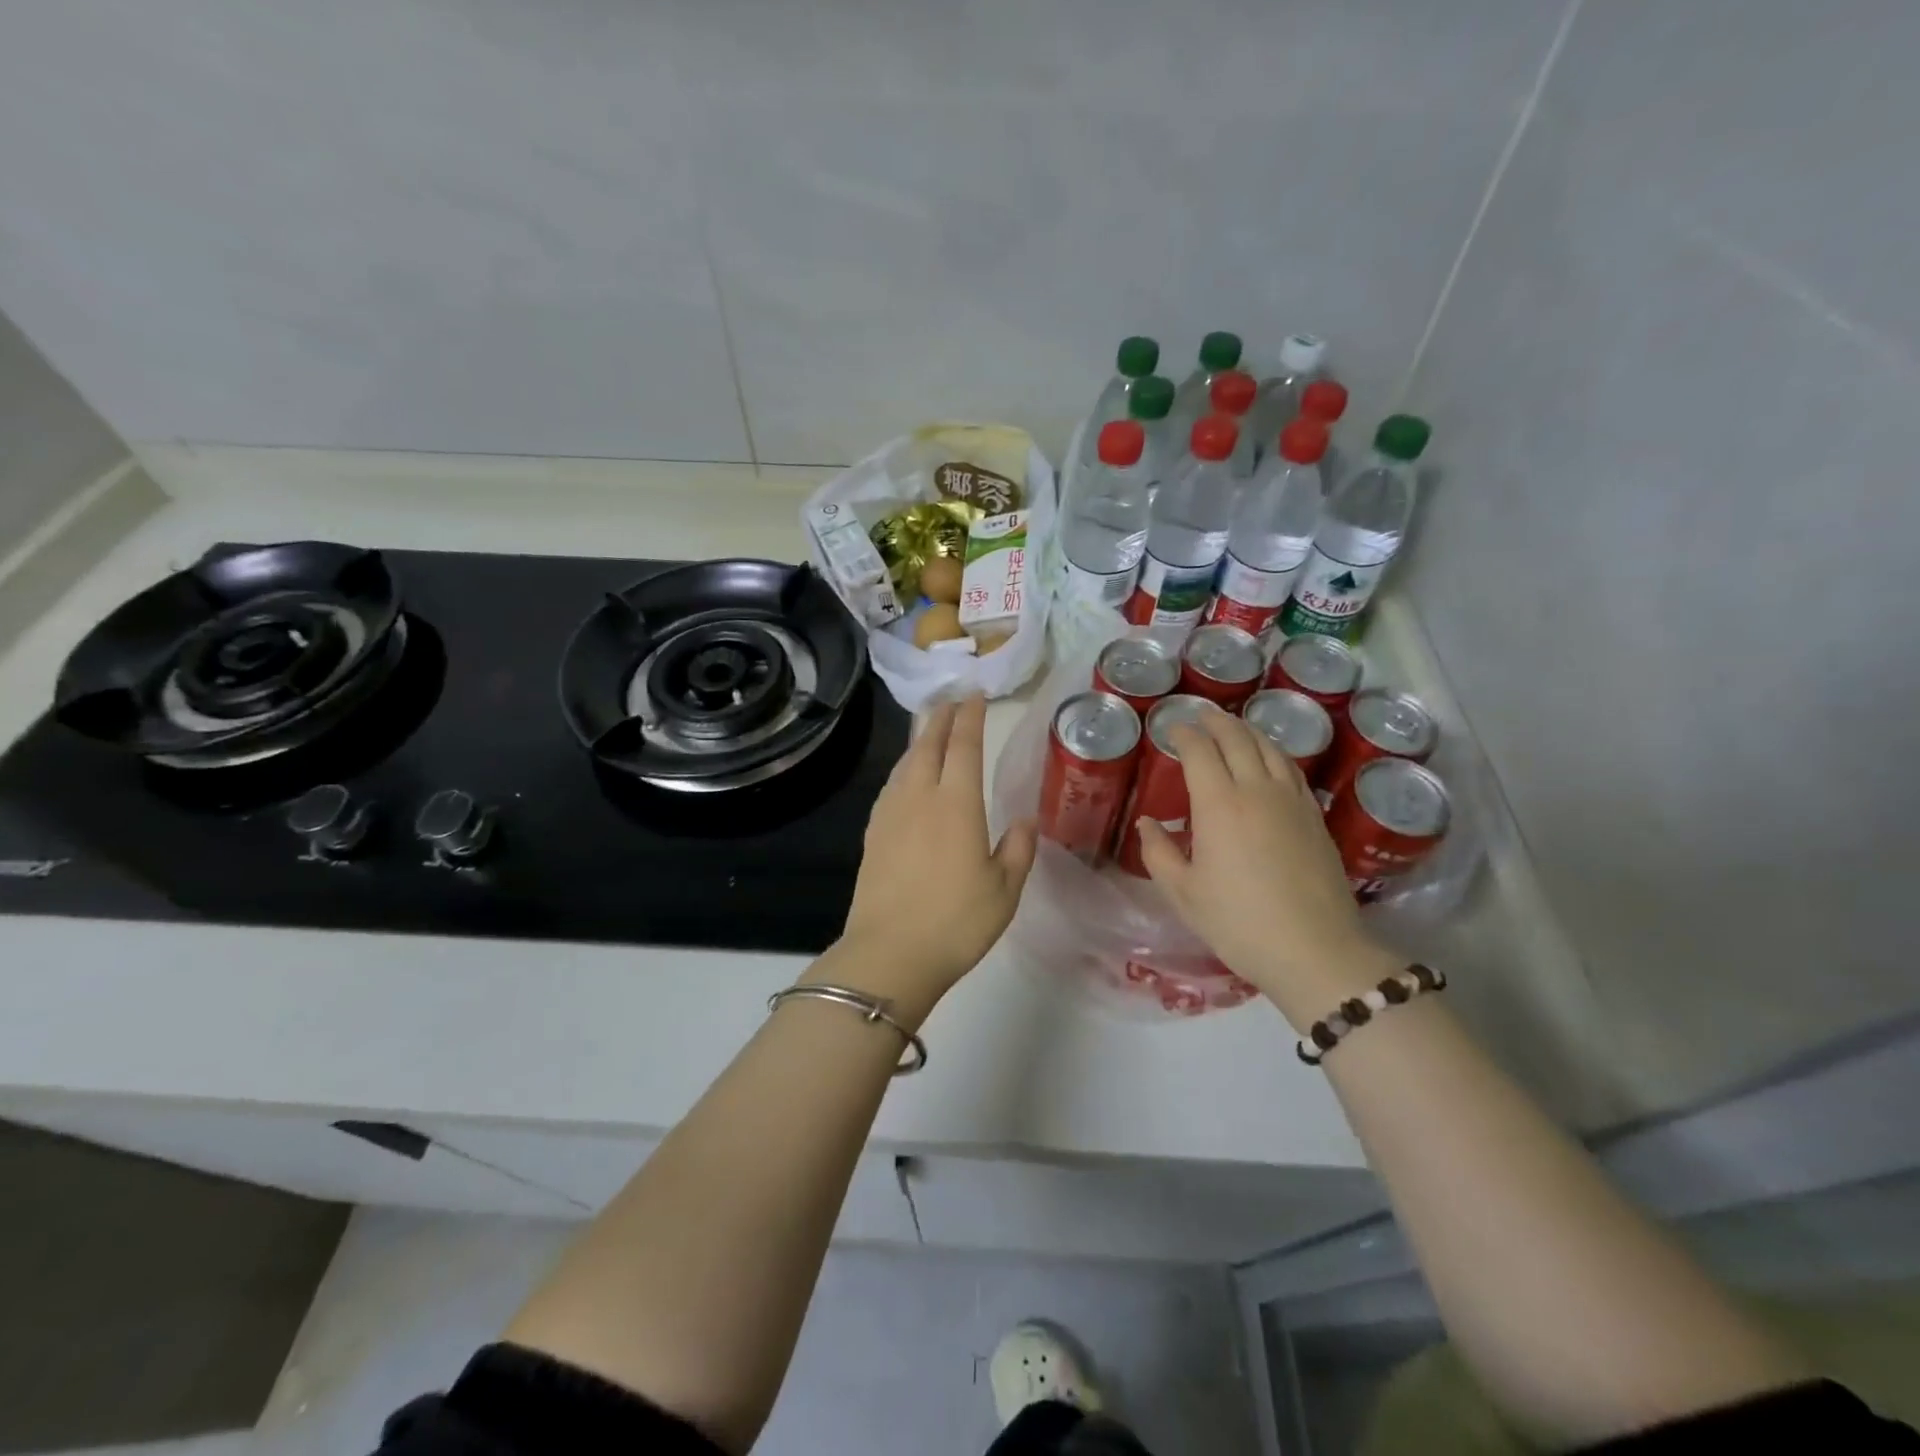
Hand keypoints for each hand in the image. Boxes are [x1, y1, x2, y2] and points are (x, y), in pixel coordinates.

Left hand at [833, 694, 1036, 1011]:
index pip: (964, 746)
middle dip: (941, 718)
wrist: (890, 954)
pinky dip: (903, 769)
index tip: (975, 696)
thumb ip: (1017, 849)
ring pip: (905, 763)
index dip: (970, 717)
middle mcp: (920, 797)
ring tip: (930, 731)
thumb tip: (1024, 820)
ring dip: (920, 741)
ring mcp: (890, 814)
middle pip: (929, 745)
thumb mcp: (1004, 890)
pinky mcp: (873, 834)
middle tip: (951, 700)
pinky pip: (891, 786)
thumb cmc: (956, 922)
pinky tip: (905, 778)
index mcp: (956, 804)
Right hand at [1137, 711, 1399, 1029]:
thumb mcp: (1184, 893)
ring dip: (1247, 731)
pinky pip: (1291, 769)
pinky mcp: (1315, 817)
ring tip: (1233, 727)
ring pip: (1270, 748)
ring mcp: (1292, 801)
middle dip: (1216, 721)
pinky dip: (1274, 753)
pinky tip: (1269, 760)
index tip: (1172, 729)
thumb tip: (1148, 824)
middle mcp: (1257, 790)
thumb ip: (1159, 853)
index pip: (1200, 751)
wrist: (1315, 950)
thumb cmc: (1239, 922)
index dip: (1184, 734)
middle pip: (1238, 739)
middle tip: (1200, 716)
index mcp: (1219, 804)